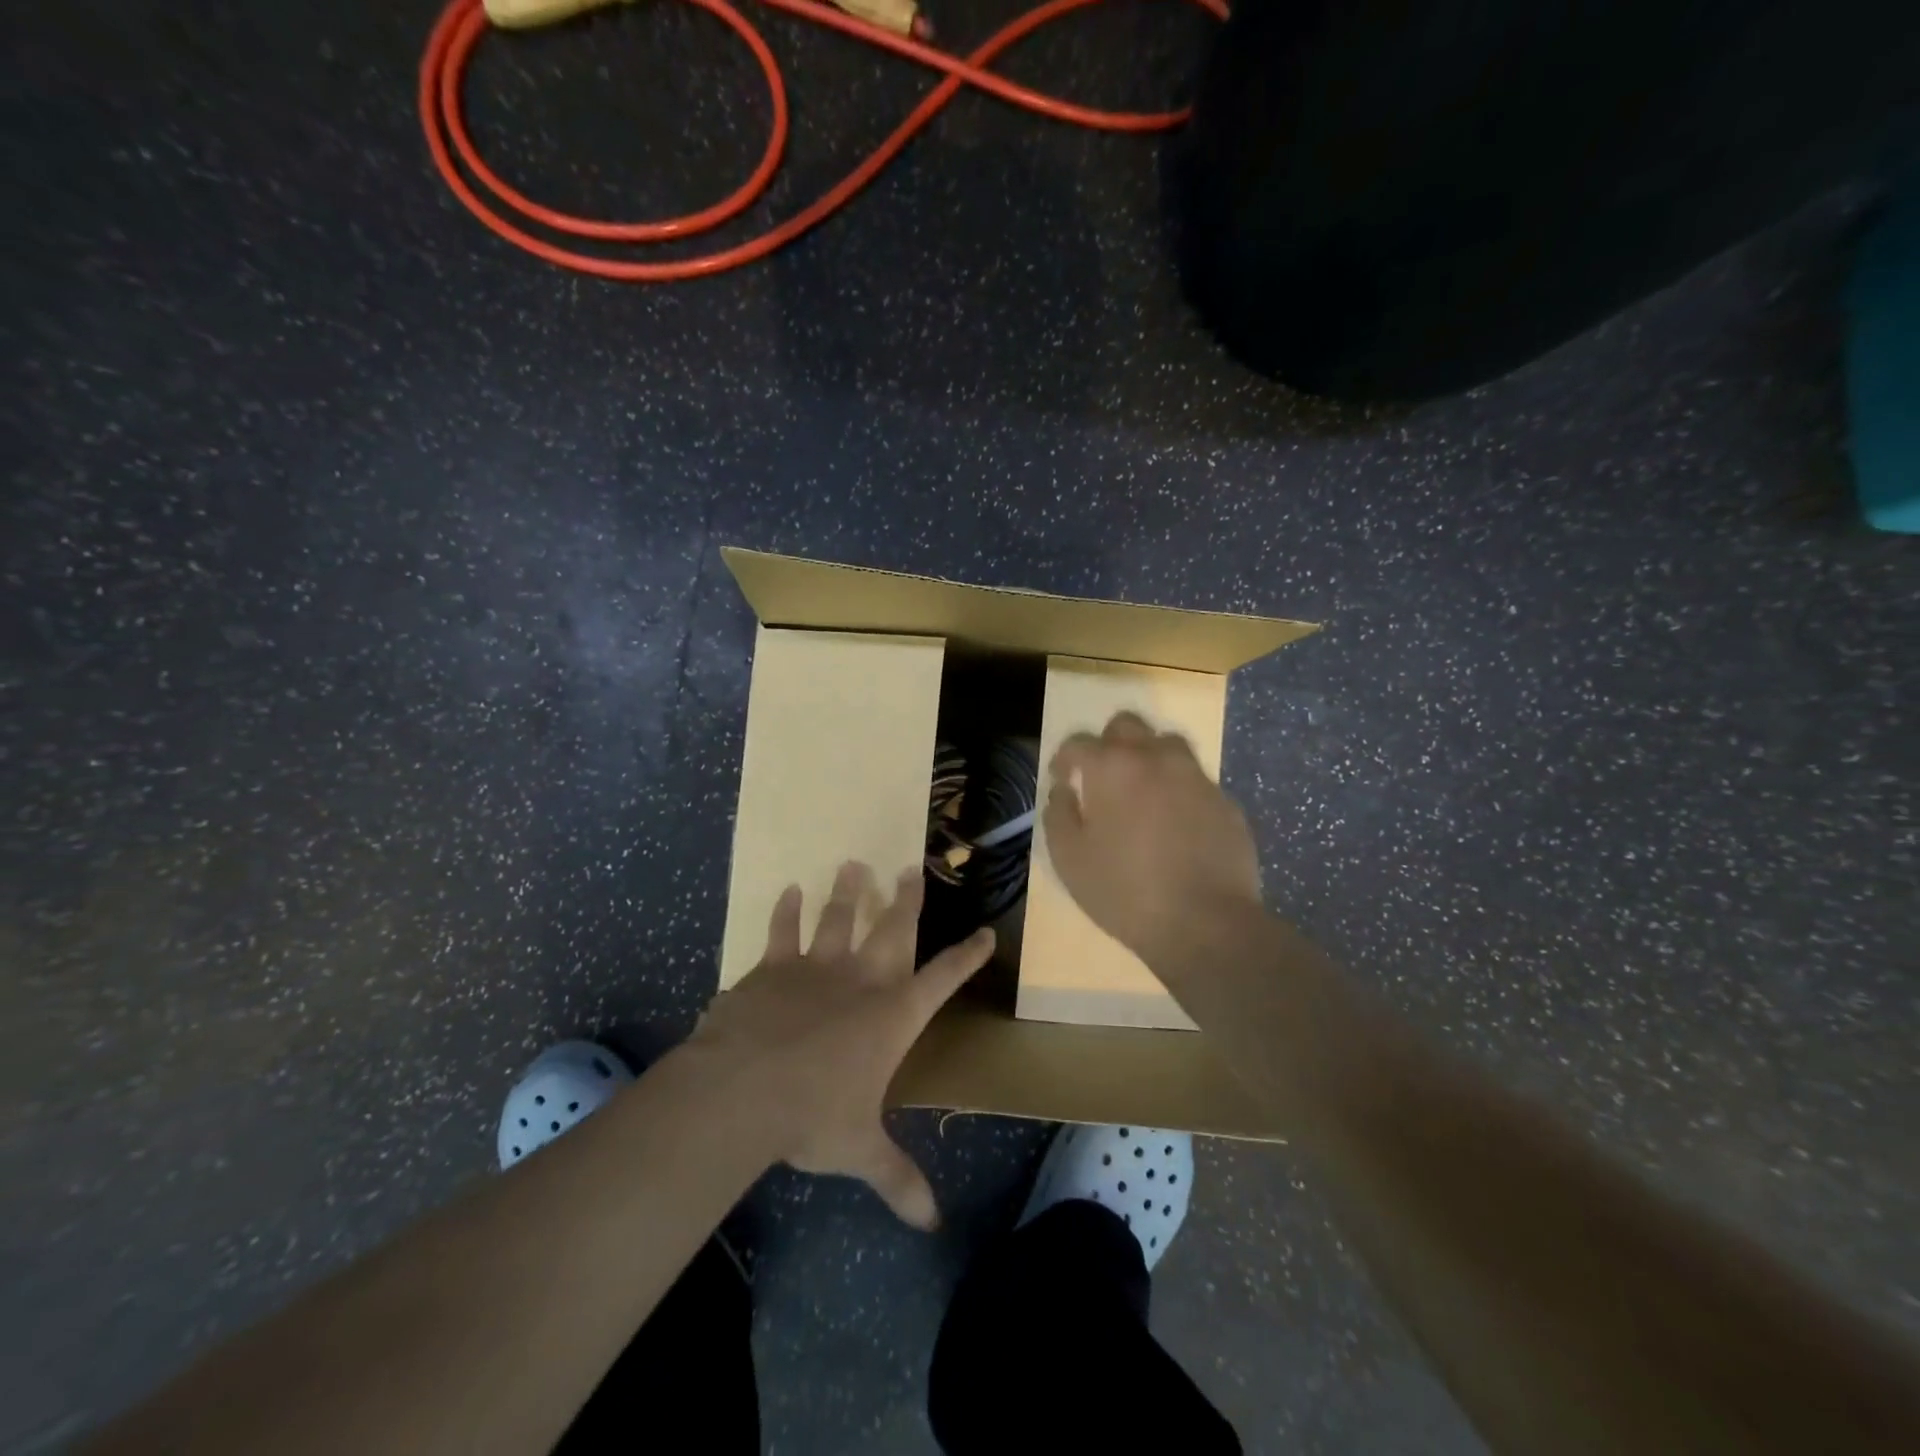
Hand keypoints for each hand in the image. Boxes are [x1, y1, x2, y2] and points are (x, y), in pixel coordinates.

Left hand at [688, 862, 993, 1229]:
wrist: (742, 1090)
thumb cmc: (812, 1116)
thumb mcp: (860, 1151)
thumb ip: (897, 1179)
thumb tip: (932, 1223)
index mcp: (892, 1016)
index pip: (943, 980)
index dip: (967, 957)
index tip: (987, 933)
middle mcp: (860, 981)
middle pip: (891, 929)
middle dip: (905, 899)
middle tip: (912, 867)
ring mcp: (814, 968)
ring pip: (837, 918)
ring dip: (846, 892)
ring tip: (852, 864)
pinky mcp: (771, 968)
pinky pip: (781, 931)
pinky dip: (785, 911)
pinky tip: (788, 889)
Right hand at [1042, 711, 1262, 965]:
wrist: (1205, 923)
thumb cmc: (1124, 891)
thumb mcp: (1069, 860)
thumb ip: (1058, 815)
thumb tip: (1064, 791)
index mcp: (1112, 767)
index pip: (1079, 742)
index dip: (1065, 758)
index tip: (1062, 778)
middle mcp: (1155, 758)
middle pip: (1127, 725)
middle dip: (1108, 743)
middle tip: (1102, 776)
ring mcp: (1196, 777)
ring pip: (1168, 745)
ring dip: (1149, 758)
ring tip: (1142, 792)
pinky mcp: (1226, 801)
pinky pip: (1196, 781)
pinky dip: (1180, 791)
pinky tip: (1177, 824)